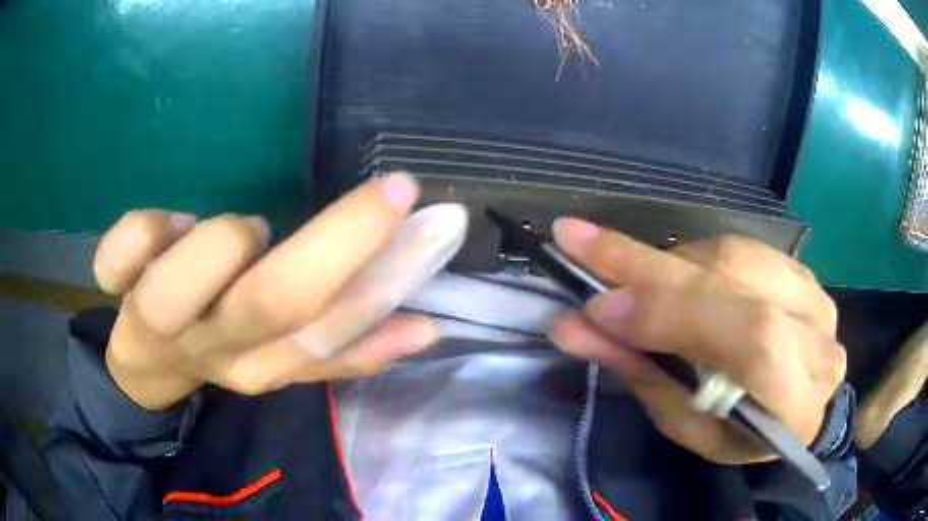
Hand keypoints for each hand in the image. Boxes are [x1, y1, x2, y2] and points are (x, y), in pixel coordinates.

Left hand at [95, 174, 437, 410]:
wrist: (146, 362)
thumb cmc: (221, 345)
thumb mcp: (286, 357)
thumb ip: (352, 345)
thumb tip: (427, 329)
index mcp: (264, 365)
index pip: (331, 333)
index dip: (386, 278)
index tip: (437, 220)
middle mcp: (214, 349)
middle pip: (270, 304)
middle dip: (338, 240)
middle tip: (390, 191)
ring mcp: (156, 320)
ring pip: (177, 288)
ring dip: (220, 245)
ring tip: (246, 229)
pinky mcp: (116, 290)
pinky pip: (119, 256)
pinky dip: (144, 230)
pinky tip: (170, 225)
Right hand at [548, 219, 845, 464]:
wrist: (788, 405)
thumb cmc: (735, 431)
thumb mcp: (687, 424)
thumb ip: (642, 375)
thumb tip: (574, 328)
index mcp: (796, 405)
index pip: (750, 341)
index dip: (676, 315)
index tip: (597, 306)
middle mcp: (818, 340)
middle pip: (739, 285)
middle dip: (652, 269)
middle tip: (578, 242)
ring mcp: (816, 297)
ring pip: (736, 257)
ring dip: (671, 264)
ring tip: (627, 276)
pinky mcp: (803, 271)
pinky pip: (743, 248)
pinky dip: (696, 258)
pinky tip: (676, 278)